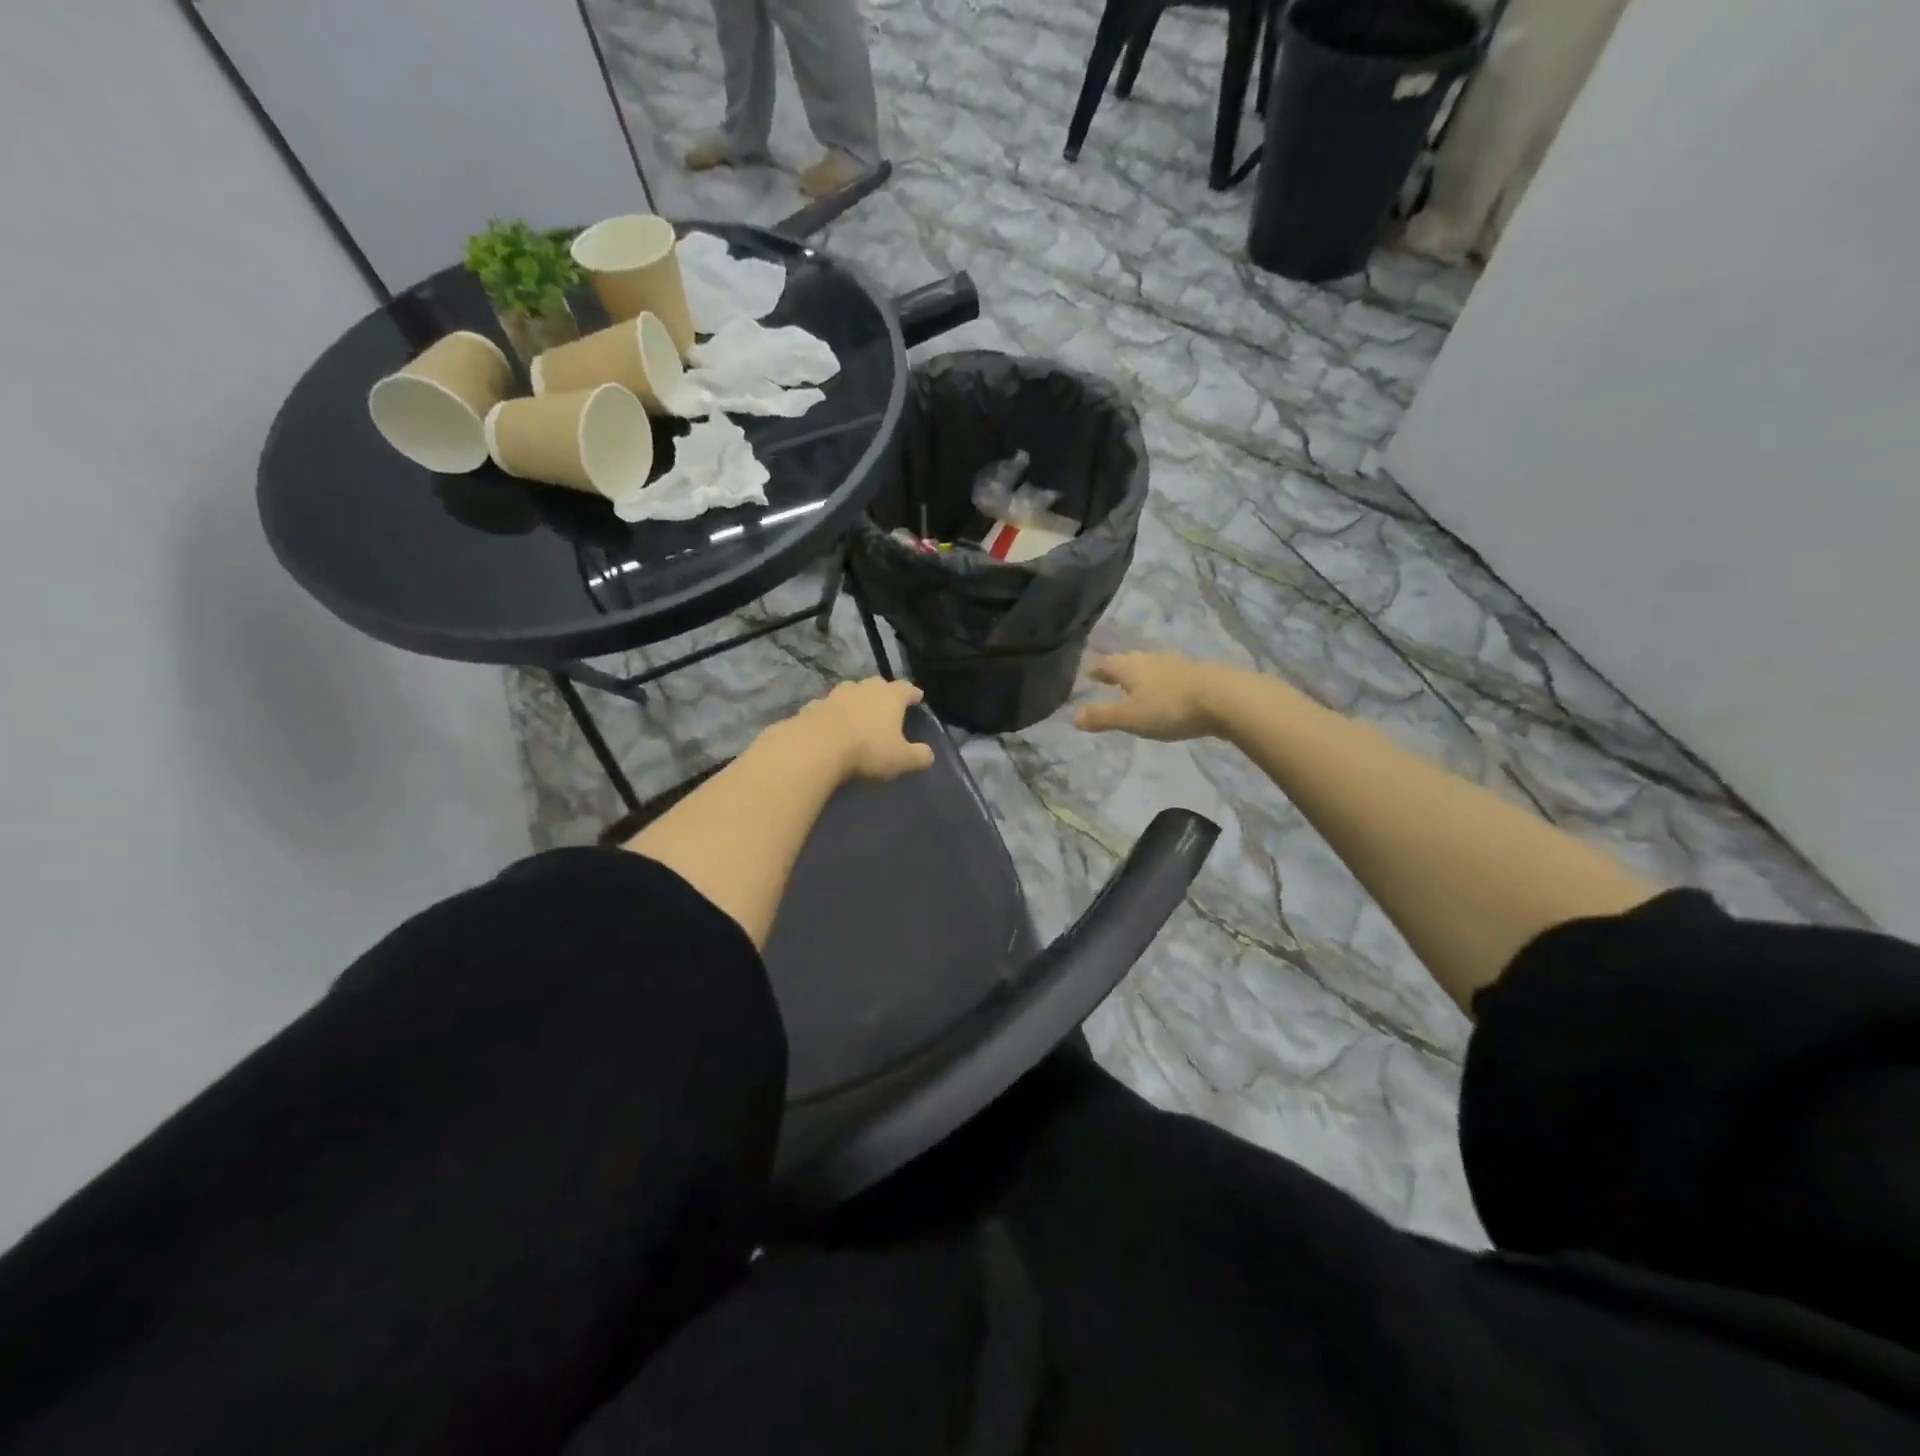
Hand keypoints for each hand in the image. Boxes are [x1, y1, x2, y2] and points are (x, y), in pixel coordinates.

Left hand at [791, 678, 935, 782]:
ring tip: (859, 713)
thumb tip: (928, 754)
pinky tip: (831, 725)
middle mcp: (864, 688)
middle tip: (887, 705)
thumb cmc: (868, 750)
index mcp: (890, 696)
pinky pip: (827, 707)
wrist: (817, 747)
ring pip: (850, 692)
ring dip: (856, 700)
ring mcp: (835, 695)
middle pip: (877, 685)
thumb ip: (918, 756)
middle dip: (884, 693)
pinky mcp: (813, 707)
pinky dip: (832, 714)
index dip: (913, 693)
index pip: (906, 688)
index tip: (918, 697)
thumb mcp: (901, 760)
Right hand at [1075, 653, 1230, 741]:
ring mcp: (1176, 664)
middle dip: (1118, 669)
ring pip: (1152, 666)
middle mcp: (1150, 660)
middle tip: (1109, 678)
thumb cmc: (1169, 708)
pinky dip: (1163, 682)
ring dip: (1142, 674)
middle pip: (1129, 661)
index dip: (1095, 670)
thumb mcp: (1130, 717)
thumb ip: (1102, 716)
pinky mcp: (1197, 674)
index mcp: (1129, 667)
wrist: (1224, 698)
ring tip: (1137, 685)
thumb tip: (1073, 716)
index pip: (1105, 664)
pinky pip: (1171, 675)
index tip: (1087, 674)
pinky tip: (1168, 691)